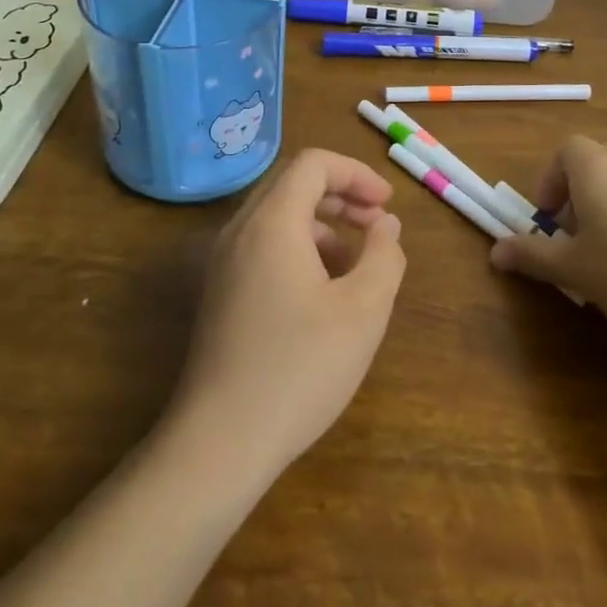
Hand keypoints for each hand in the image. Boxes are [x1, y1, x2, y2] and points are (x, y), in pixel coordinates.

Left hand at [166, 148, 406, 478]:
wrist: (220, 442)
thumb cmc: (299, 368)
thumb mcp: (363, 311)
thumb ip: (384, 256)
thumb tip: (386, 226)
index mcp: (271, 223)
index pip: (313, 164)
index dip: (356, 174)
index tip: (387, 206)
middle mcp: (240, 231)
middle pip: (292, 184)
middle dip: (341, 195)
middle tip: (377, 224)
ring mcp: (223, 263)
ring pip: (277, 217)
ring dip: (322, 225)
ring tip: (357, 263)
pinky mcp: (219, 294)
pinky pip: (263, 247)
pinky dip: (299, 249)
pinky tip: (323, 293)